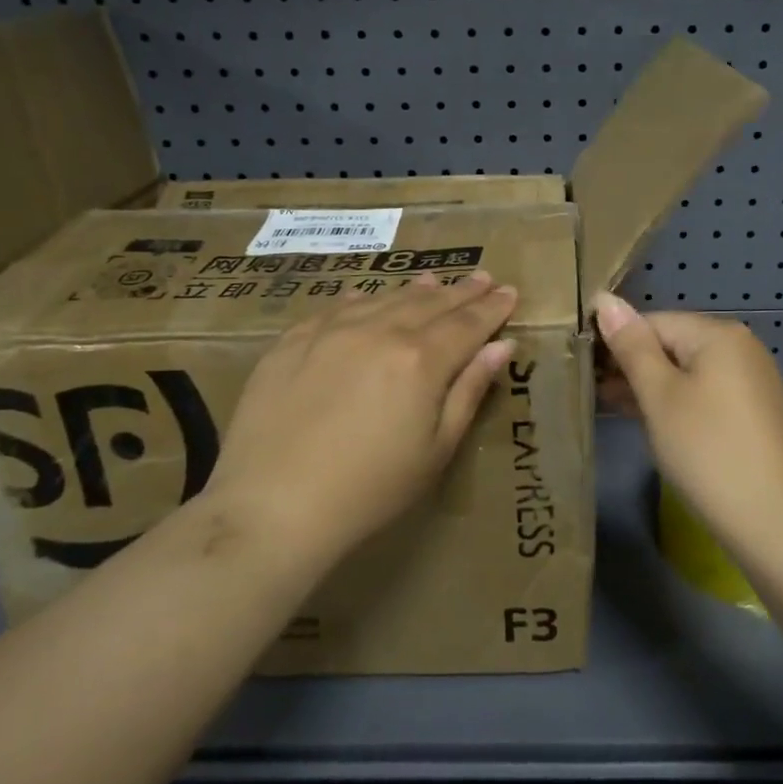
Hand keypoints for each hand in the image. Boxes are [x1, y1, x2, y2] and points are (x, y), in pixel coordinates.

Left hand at [204, 272, 518, 565]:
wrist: (272, 506)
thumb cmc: (369, 490)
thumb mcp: (436, 449)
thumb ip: (469, 390)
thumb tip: (500, 346)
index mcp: (421, 360)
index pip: (468, 323)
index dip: (492, 308)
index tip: (510, 292)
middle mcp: (379, 331)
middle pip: (430, 303)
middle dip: (461, 291)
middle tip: (482, 277)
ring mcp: (332, 330)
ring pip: (385, 299)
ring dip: (416, 290)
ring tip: (435, 282)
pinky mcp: (292, 340)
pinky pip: (337, 307)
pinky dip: (363, 300)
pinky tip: (368, 298)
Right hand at [592, 293, 782, 540]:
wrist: (771, 519)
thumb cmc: (706, 449)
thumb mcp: (659, 396)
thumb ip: (631, 347)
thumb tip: (605, 300)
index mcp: (719, 334)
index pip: (653, 322)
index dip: (616, 343)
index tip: (585, 370)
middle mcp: (741, 347)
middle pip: (673, 344)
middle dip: (633, 366)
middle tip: (593, 392)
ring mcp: (752, 379)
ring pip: (688, 371)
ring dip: (651, 386)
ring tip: (612, 407)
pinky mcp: (754, 411)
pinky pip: (706, 392)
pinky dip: (678, 402)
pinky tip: (651, 421)